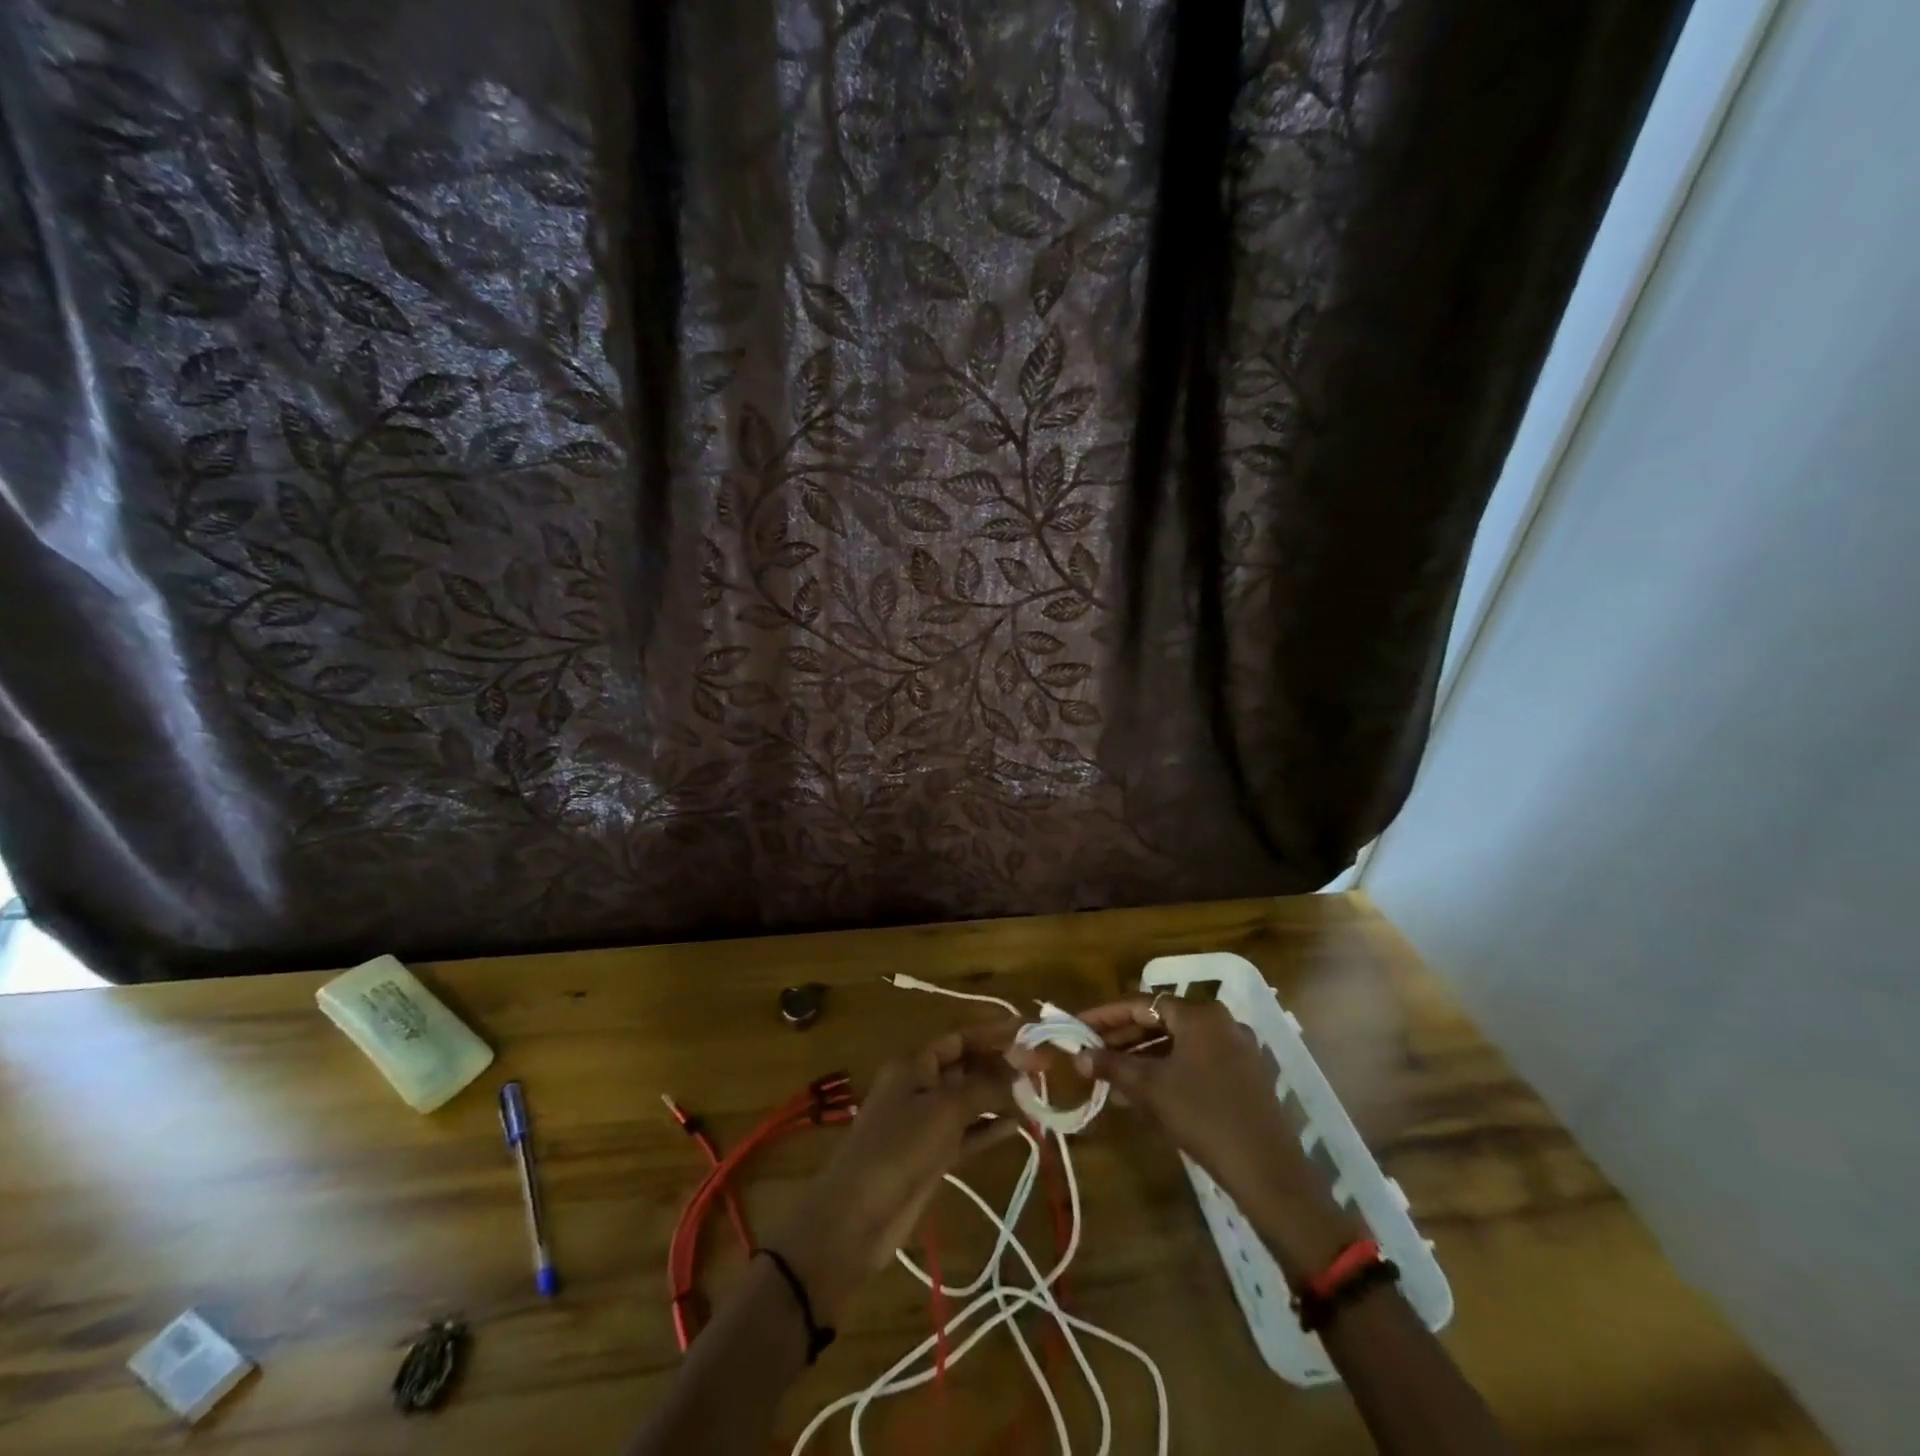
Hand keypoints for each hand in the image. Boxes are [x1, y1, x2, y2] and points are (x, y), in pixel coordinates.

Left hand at [769, 1021, 1018, 1323]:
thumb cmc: (898, 1149)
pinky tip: (1020, 1127)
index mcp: (914, 1065)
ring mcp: (925, 1124)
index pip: (960, 1038)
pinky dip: (990, 1128)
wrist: (856, 1218)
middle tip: (1044, 1069)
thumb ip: (985, 1086)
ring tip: (1038, 1097)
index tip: (1030, 1032)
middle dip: (1002, 1066)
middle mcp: (920, 1087)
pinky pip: (967, 1133)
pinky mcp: (932, 1157)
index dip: (994, 1033)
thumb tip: (1022, 1067)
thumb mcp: (944, 1110)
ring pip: (970, 1101)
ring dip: (1000, 1098)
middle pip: (966, 1067)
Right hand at [1069, 995, 1316, 1213]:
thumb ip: (1112, 1066)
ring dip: (1142, 1059)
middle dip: (1123, 1039)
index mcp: (1200, 1014)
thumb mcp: (1151, 1088)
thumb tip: (1077, 1055)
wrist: (1267, 1171)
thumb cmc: (1203, 1116)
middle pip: (1161, 1021)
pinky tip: (1143, 1096)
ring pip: (1177, 1045)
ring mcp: (1236, 1049)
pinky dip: (1167, 1072)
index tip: (1078, 1026)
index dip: (1106, 1015)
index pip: (1142, 1003)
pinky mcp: (1243, 1077)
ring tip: (1110, 1079)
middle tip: (1090, 1053)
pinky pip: (1194, 1063)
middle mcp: (1220, 1022)